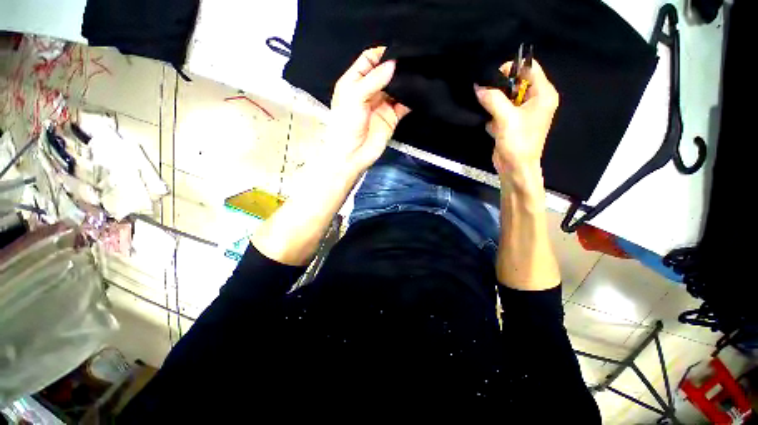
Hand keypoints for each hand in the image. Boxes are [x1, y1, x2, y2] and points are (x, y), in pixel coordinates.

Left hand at [329, 46, 410, 174]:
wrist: (351, 155)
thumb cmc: (346, 124)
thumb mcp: (354, 97)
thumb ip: (374, 80)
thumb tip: (394, 64)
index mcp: (354, 82)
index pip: (368, 60)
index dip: (381, 54)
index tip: (397, 51)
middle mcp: (369, 91)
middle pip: (385, 73)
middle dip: (397, 67)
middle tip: (413, 60)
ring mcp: (381, 105)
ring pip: (396, 88)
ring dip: (405, 83)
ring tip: (419, 72)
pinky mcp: (391, 118)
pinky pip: (403, 105)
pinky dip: (410, 100)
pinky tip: (418, 93)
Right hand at [474, 60, 558, 186]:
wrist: (515, 168)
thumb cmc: (517, 142)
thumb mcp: (505, 118)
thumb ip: (492, 99)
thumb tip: (478, 86)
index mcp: (543, 94)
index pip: (529, 68)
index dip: (511, 68)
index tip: (492, 78)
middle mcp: (535, 100)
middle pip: (516, 82)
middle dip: (499, 87)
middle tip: (485, 93)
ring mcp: (524, 112)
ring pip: (506, 97)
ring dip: (494, 101)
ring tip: (487, 110)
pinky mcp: (513, 122)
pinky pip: (502, 109)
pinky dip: (493, 114)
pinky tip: (491, 124)